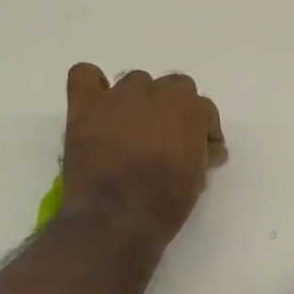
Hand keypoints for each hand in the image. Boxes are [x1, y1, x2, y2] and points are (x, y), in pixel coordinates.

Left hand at [61, 64, 226, 245]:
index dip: (204, 131)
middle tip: (169, 141)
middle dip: (175, 111)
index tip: (202, 153)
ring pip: (136, 81)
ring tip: (134, 129)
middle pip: (173, 87)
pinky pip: (85, 75)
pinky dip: (93, 85)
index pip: (204, 109)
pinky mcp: (85, 108)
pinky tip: (98, 106)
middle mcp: (155, 92)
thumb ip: (203, 153)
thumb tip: (208, 149)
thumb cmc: (164, 202)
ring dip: (140, 100)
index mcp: (188, 108)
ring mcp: (117, 97)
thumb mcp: (198, 179)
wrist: (116, 218)